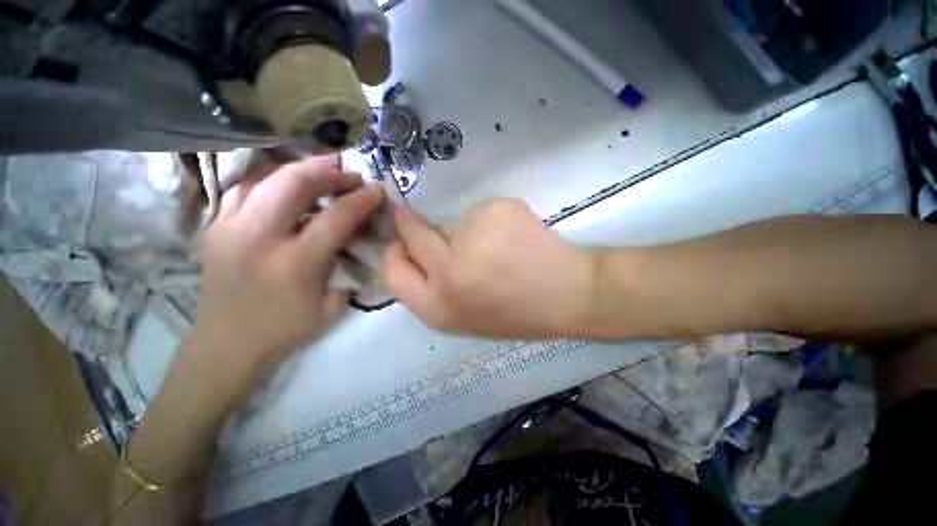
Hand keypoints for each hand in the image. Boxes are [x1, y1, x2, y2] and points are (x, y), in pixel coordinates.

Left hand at [192, 155, 384, 381]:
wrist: (226, 344)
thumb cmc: (286, 329)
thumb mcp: (332, 305)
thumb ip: (345, 266)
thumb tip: (353, 235)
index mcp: (295, 263)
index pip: (336, 217)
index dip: (361, 199)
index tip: (377, 190)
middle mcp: (259, 237)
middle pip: (294, 183)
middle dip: (328, 172)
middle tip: (349, 173)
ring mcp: (230, 228)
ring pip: (265, 177)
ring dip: (299, 167)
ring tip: (322, 166)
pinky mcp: (215, 227)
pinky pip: (244, 187)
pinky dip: (270, 177)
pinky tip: (286, 179)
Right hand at [382, 199, 594, 339]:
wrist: (569, 295)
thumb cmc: (516, 313)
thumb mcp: (464, 317)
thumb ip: (434, 289)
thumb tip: (415, 252)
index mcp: (438, 305)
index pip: (393, 271)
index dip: (396, 255)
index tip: (403, 244)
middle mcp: (447, 270)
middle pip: (414, 233)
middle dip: (418, 227)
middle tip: (442, 229)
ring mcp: (472, 236)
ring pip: (454, 222)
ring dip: (469, 231)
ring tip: (501, 249)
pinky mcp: (496, 210)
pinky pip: (483, 211)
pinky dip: (494, 221)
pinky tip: (517, 238)